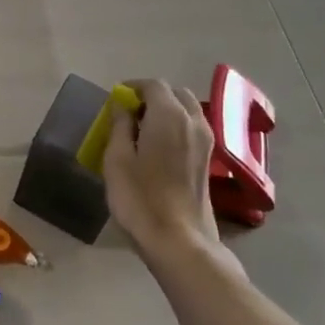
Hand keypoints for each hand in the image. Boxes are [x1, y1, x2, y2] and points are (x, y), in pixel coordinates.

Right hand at [102, 79, 221, 263]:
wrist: (179, 240)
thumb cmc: (140, 198)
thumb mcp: (117, 159)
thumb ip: (120, 126)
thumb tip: (123, 107)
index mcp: (169, 115)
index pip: (154, 85)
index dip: (133, 87)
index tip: (116, 99)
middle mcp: (193, 121)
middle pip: (175, 94)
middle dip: (153, 97)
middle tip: (130, 114)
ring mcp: (206, 141)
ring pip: (188, 110)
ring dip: (167, 111)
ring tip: (143, 130)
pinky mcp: (209, 160)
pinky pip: (193, 128)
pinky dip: (177, 126)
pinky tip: (160, 147)